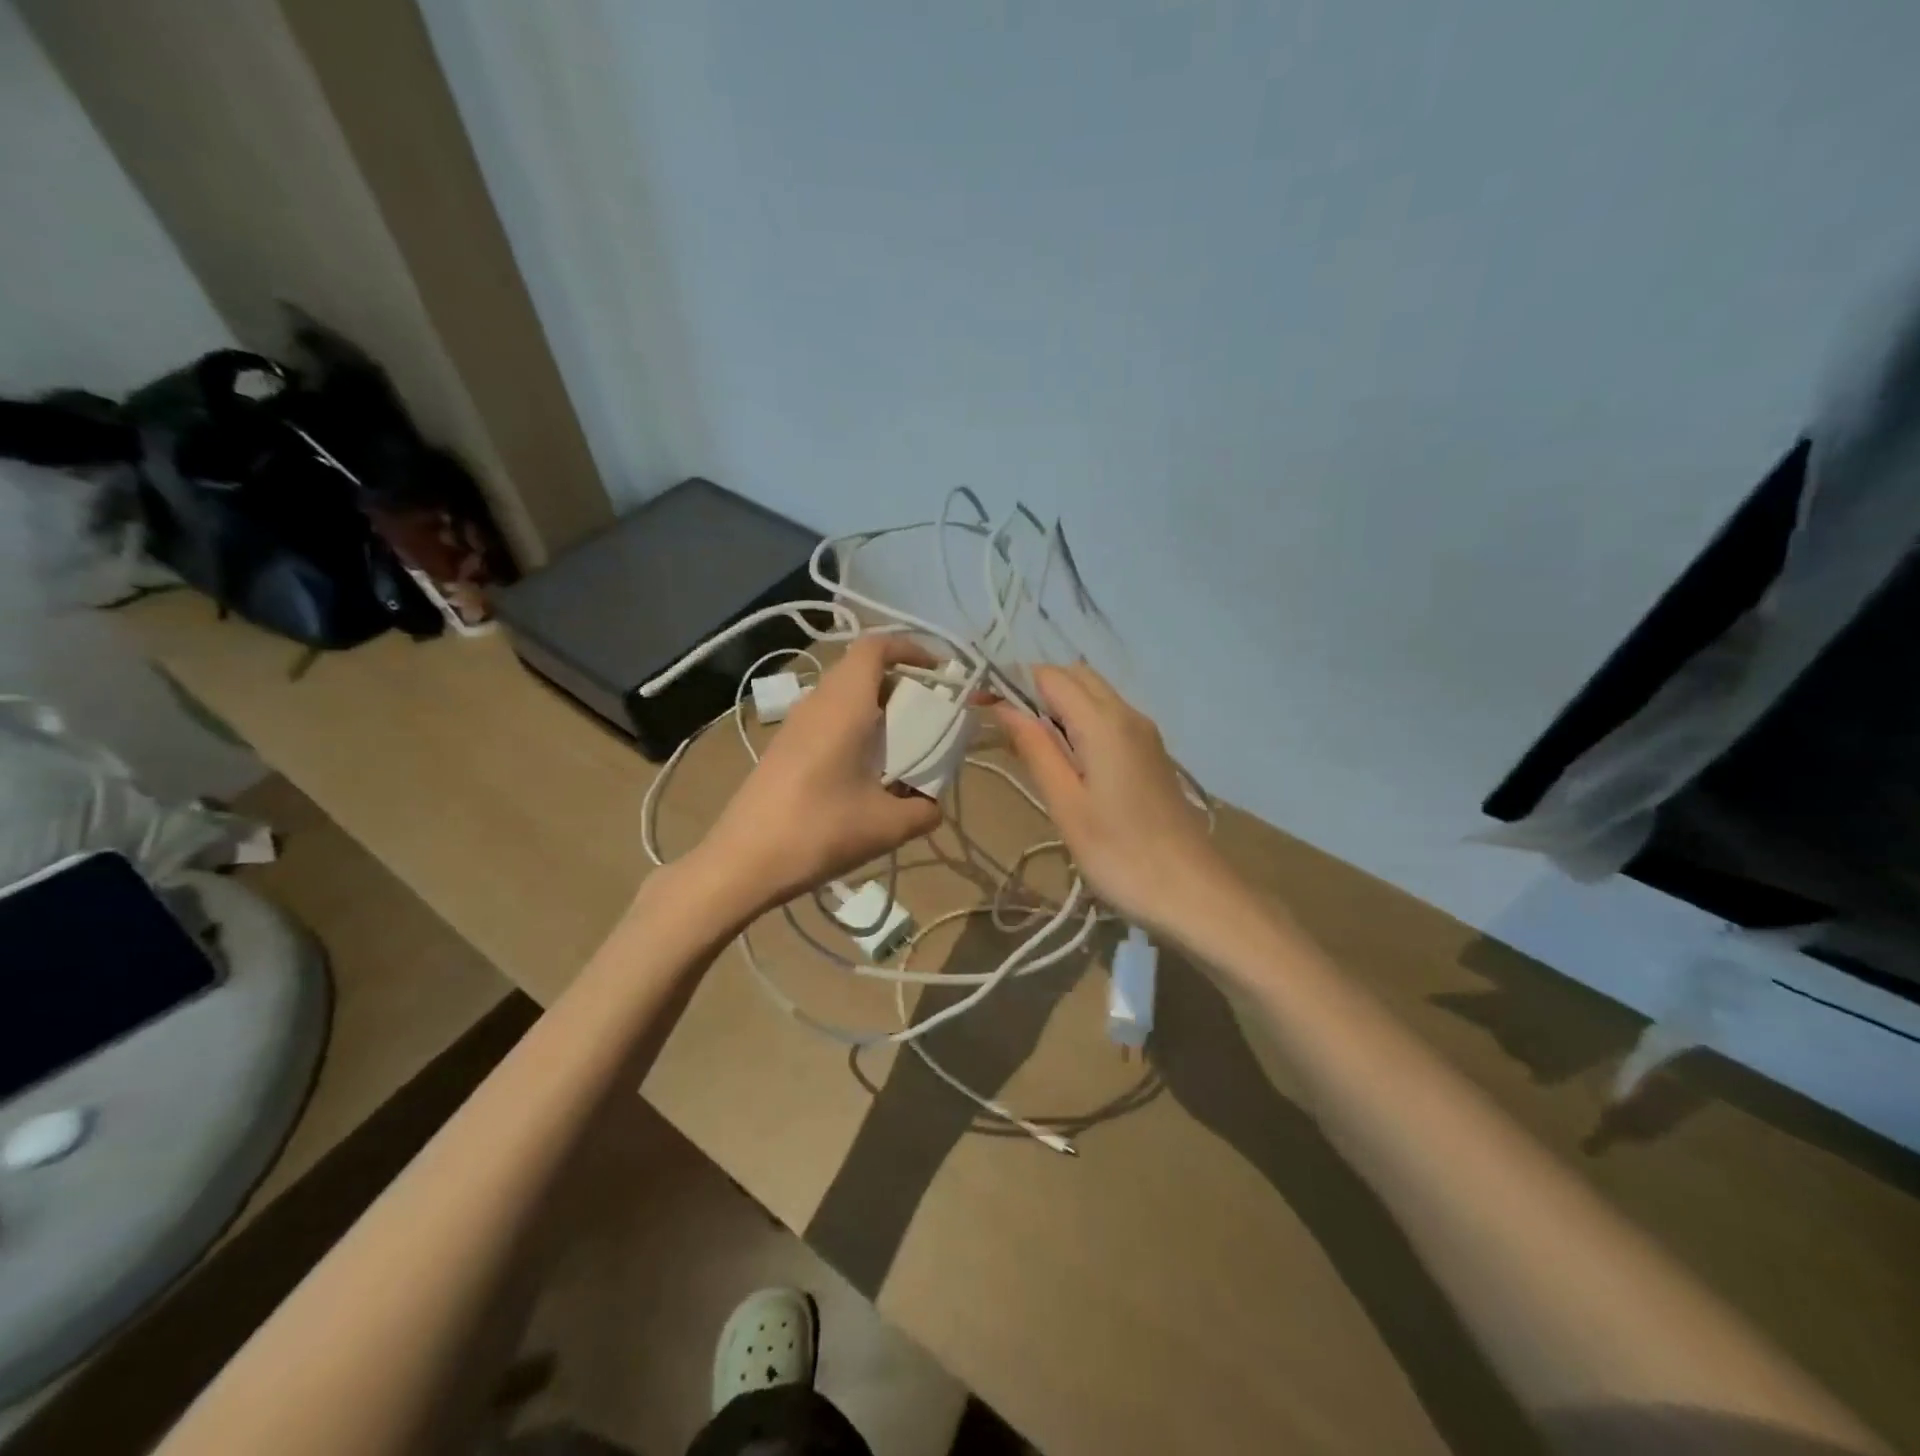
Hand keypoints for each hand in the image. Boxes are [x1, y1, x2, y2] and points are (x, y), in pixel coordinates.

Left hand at [693, 637, 942, 914]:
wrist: (742, 862)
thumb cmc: (819, 831)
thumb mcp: (887, 826)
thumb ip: (923, 810)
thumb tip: (932, 804)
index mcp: (843, 705)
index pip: (874, 647)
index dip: (910, 648)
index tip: (938, 672)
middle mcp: (817, 703)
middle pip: (860, 669)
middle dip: (900, 683)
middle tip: (927, 717)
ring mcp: (794, 725)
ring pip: (842, 695)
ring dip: (876, 709)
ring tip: (901, 747)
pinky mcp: (782, 747)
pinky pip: (827, 719)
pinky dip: (854, 728)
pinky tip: (864, 772)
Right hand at [996, 663, 1224, 934]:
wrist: (1193, 893)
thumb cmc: (1119, 854)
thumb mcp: (1066, 805)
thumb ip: (1035, 749)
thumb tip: (1003, 706)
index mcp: (1104, 723)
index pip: (1050, 675)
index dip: (1011, 682)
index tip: (980, 706)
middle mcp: (1128, 715)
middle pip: (1075, 677)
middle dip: (1035, 690)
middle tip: (1006, 732)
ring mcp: (1145, 734)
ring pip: (1094, 696)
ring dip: (1058, 707)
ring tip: (1031, 750)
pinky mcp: (1151, 754)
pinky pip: (1109, 719)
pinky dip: (1080, 724)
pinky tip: (1067, 764)